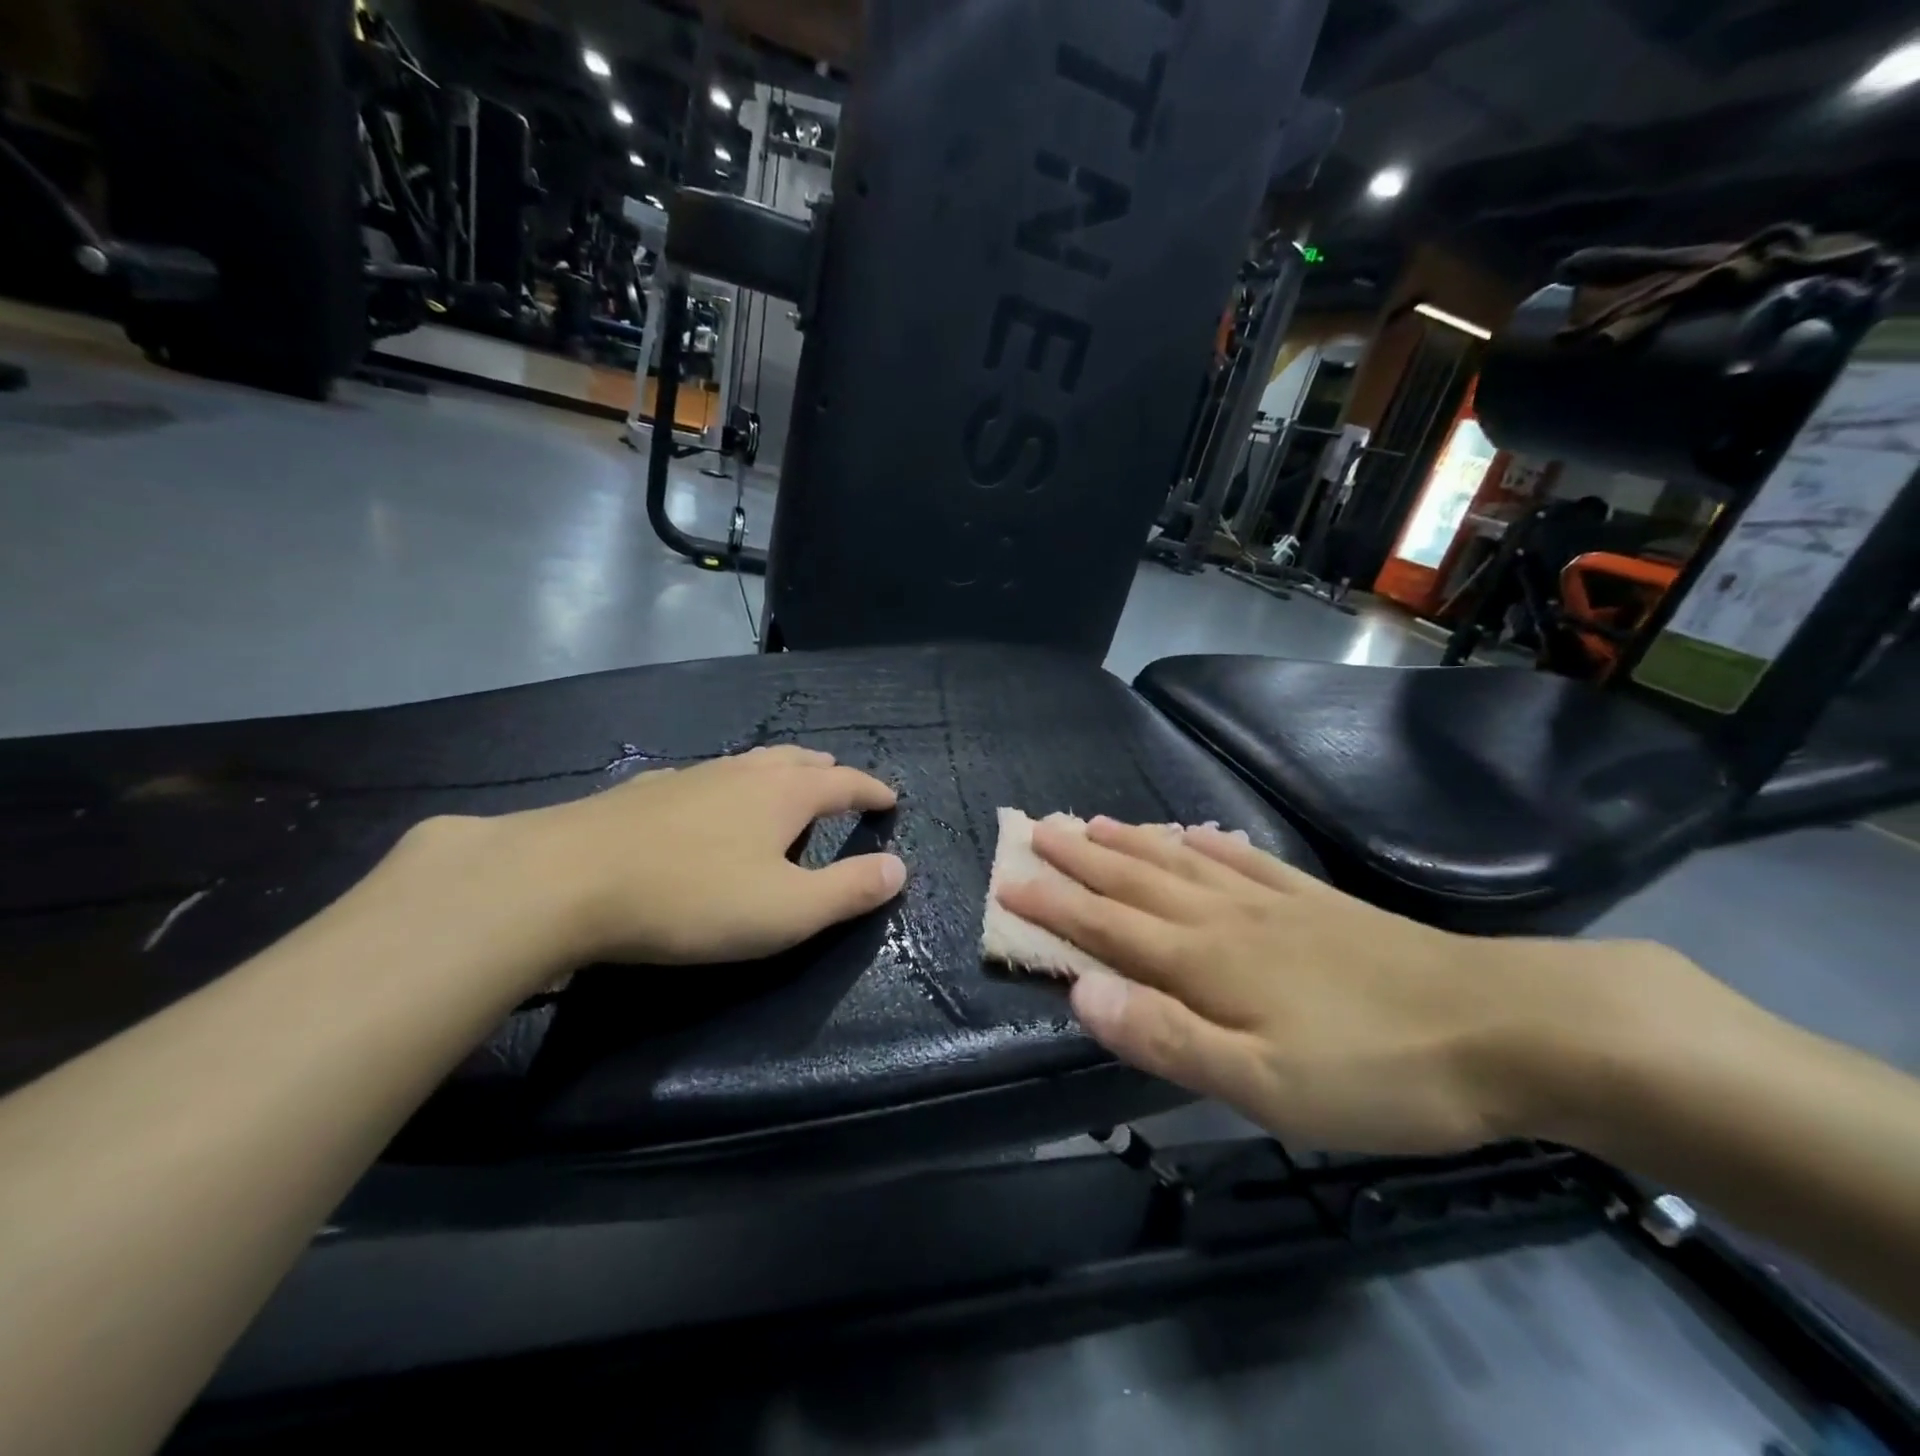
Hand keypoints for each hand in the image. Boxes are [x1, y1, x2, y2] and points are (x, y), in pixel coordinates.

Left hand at [411, 746, 905, 971]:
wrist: (565, 880)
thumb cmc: (693, 899)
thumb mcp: (787, 910)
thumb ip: (849, 890)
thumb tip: (899, 868)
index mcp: (783, 793)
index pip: (844, 783)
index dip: (871, 791)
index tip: (890, 798)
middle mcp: (741, 772)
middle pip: (795, 761)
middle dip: (825, 771)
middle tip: (840, 780)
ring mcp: (689, 777)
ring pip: (747, 765)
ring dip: (776, 772)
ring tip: (784, 785)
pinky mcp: (644, 793)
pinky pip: (704, 779)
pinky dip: (726, 787)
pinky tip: (706, 803)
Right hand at [994, 816, 1704, 1154]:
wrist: (1504, 1027)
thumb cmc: (1374, 1071)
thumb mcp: (1261, 1083)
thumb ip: (1165, 1037)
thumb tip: (1080, 993)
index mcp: (1204, 962)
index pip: (1108, 926)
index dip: (1055, 903)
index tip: (1010, 878)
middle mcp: (1226, 919)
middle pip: (1138, 880)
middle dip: (1082, 857)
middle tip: (1040, 828)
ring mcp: (1274, 904)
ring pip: (1183, 862)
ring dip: (1134, 842)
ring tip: (1097, 821)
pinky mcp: (1318, 903)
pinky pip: (1248, 862)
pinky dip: (1213, 844)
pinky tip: (1200, 833)